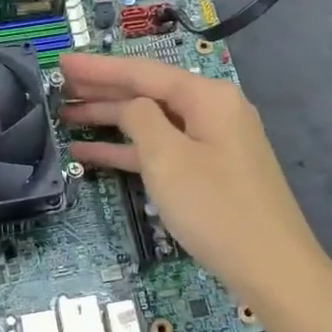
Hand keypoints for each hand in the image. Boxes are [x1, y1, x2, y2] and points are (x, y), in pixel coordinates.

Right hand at [60, 53, 331, 311]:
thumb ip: (141, 120)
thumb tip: (130, 105)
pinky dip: (129, 150)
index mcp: (208, 97)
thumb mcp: (168, 159)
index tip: (61, 61)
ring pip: (152, 122)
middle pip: (148, 92)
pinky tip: (91, 153)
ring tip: (64, 116)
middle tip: (57, 87)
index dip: (99, 67)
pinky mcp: (209, 171)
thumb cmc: (217, 209)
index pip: (144, 71)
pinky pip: (163, 150)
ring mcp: (213, 143)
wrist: (274, 270)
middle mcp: (213, 111)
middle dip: (102, 90)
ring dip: (110, 120)